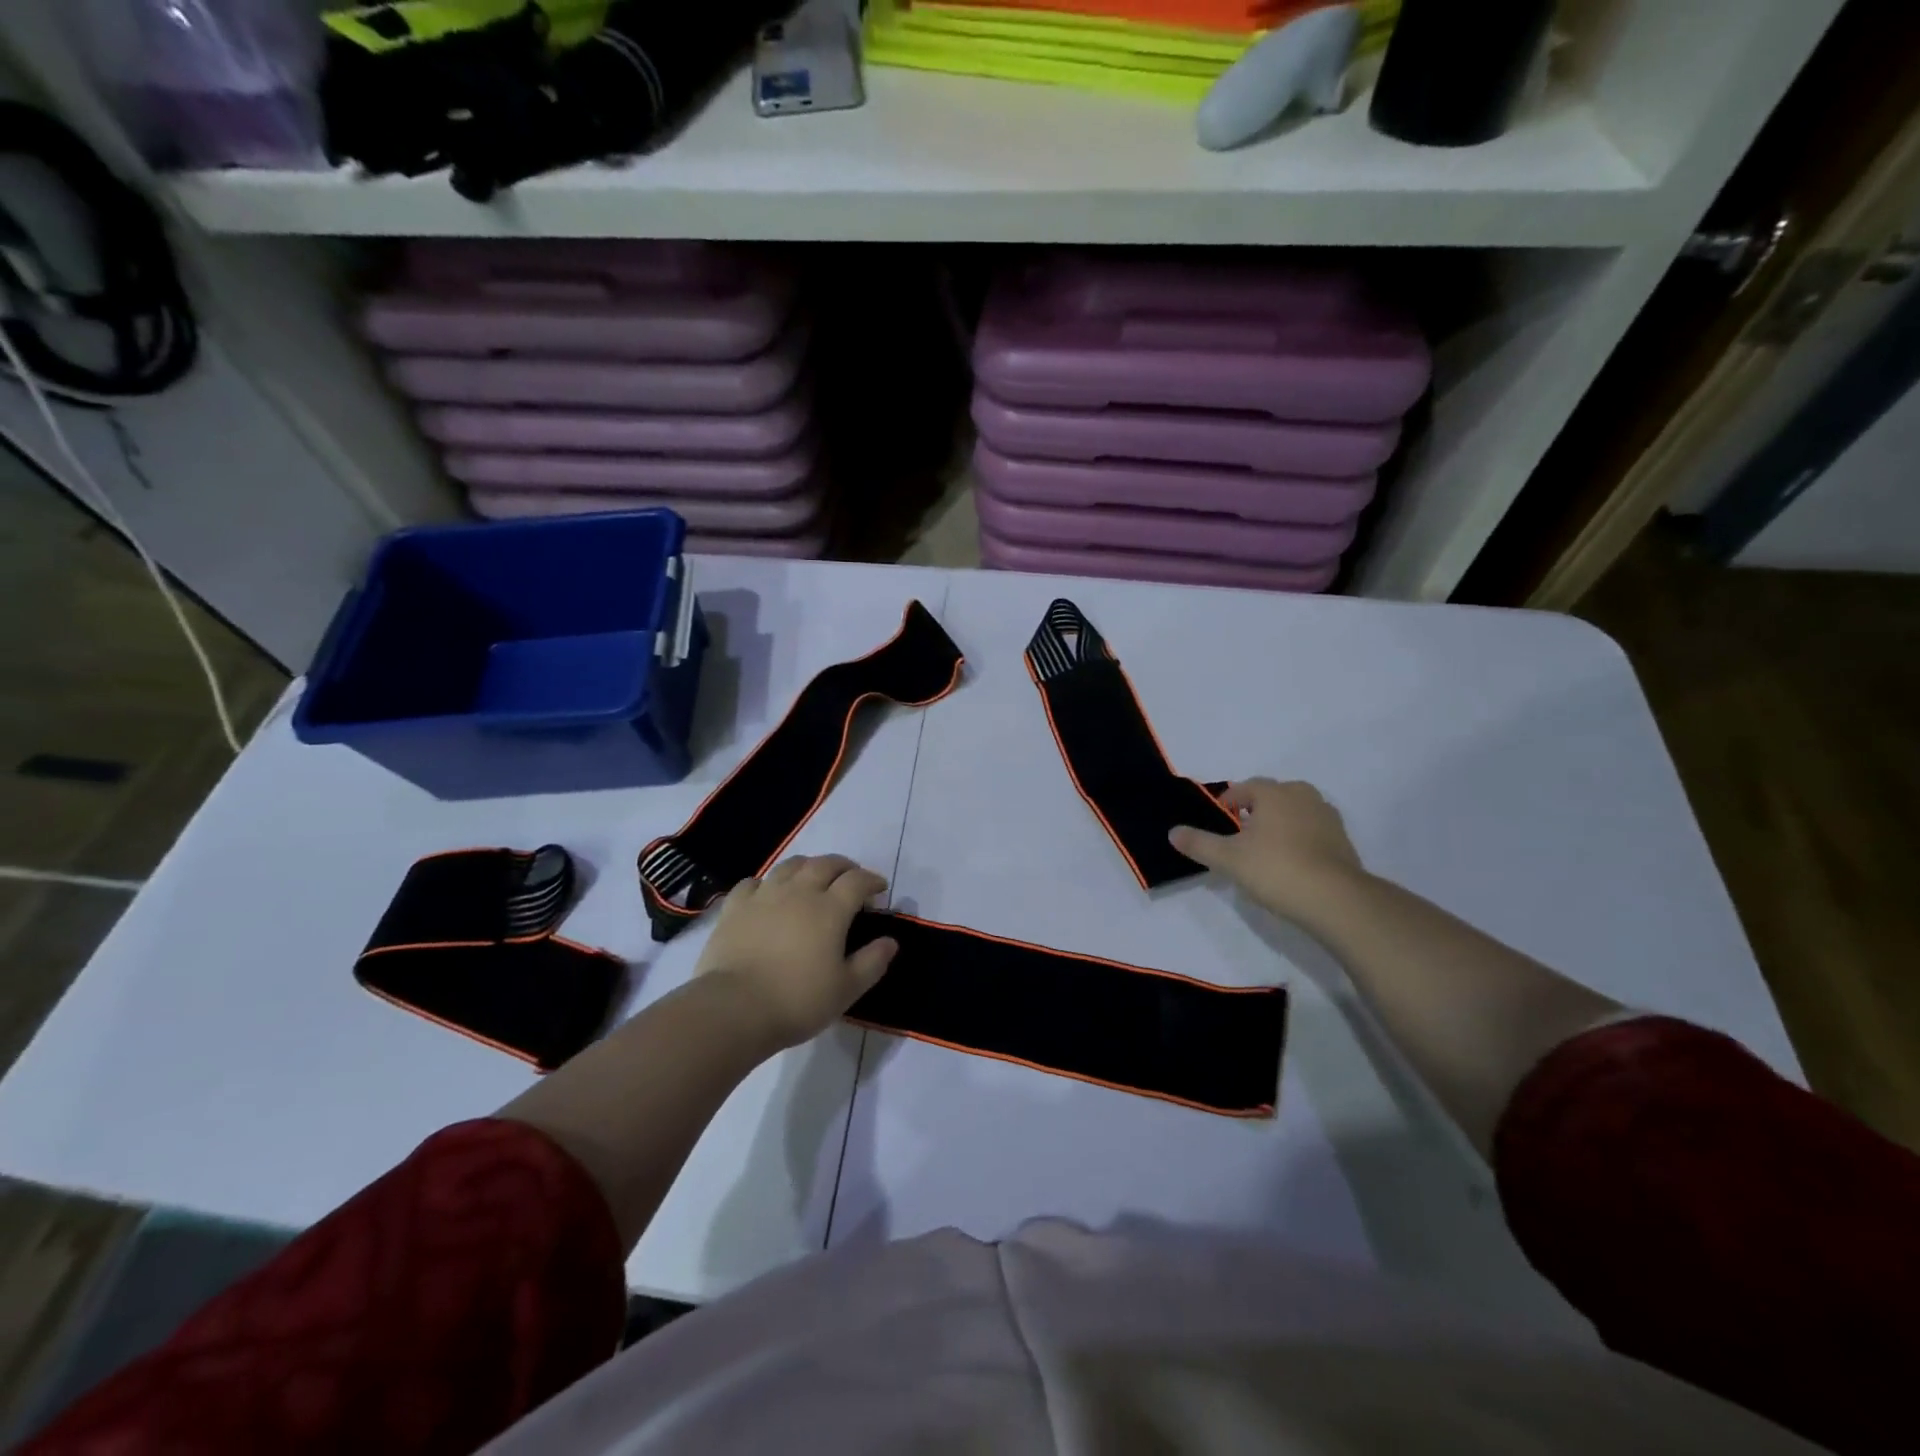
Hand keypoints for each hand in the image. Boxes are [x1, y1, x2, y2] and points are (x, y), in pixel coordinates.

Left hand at [693, 855, 896, 1049]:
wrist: (734, 1008)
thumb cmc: (798, 1000)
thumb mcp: (847, 989)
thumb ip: (872, 962)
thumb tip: (891, 941)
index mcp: (830, 909)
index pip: (857, 881)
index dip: (871, 880)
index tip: (879, 888)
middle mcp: (799, 892)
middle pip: (825, 864)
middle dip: (844, 866)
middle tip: (851, 878)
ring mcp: (764, 895)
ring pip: (791, 865)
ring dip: (809, 866)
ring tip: (814, 878)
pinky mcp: (735, 907)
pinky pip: (754, 882)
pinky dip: (768, 882)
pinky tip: (769, 893)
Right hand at [1170, 778, 1365, 922]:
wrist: (1336, 899)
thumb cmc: (1276, 869)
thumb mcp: (1228, 859)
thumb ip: (1199, 843)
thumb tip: (1173, 832)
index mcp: (1275, 793)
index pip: (1245, 787)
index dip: (1228, 801)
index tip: (1219, 820)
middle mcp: (1303, 796)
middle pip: (1273, 795)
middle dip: (1256, 809)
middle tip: (1241, 834)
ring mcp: (1328, 817)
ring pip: (1295, 812)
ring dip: (1280, 823)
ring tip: (1265, 849)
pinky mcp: (1343, 840)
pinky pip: (1313, 831)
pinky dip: (1300, 839)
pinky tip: (1291, 863)